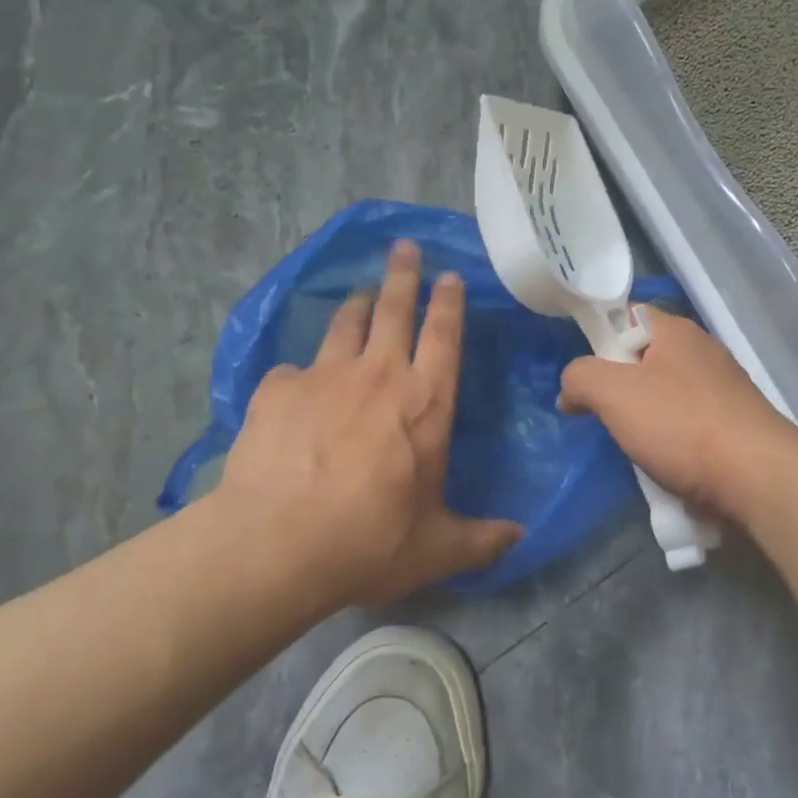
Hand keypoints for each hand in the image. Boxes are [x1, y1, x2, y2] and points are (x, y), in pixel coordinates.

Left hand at [217, 239, 521, 610]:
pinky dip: (300, 372)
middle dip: (403, 275)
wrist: (278, 543)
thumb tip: (520, 536)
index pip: (444, 337)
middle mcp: (378, 375)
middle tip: (404, 248)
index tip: (449, 276)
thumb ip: (482, 540)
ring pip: (345, 325)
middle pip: (394, 309)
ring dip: (356, 306)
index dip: (448, 303)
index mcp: (425, 402)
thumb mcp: (437, 549)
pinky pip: (293, 369)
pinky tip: (295, 382)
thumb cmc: (370, 540)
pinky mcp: (277, 390)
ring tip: (359, 295)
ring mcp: (324, 376)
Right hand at [558, 306, 797, 527]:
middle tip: (604, 414)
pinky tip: (666, 464)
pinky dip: (673, 441)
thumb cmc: (681, 425)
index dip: (600, 338)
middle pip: (645, 358)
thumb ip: (580, 378)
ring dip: (645, 419)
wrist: (758, 478)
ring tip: (634, 446)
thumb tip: (571, 391)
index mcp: (676, 331)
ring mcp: (724, 389)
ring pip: (666, 395)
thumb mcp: (613, 393)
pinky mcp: (736, 424)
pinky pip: (689, 424)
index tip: (585, 373)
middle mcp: (703, 351)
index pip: (628, 315)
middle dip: (619, 386)